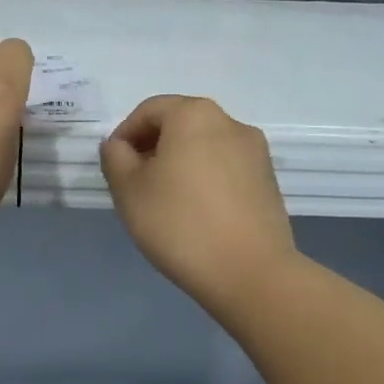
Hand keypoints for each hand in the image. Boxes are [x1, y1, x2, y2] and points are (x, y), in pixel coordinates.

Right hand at [100, 95, 297, 307]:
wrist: (251, 273)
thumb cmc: (180, 224)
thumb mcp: (129, 190)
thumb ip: (115, 158)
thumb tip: (119, 145)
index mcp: (194, 114)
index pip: (149, 111)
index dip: (125, 135)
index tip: (114, 167)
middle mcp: (229, 122)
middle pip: (180, 124)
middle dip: (153, 147)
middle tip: (135, 183)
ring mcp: (255, 151)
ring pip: (205, 146)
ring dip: (180, 163)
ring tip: (165, 201)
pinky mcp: (268, 180)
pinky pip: (226, 167)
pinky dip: (205, 179)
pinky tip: (196, 213)